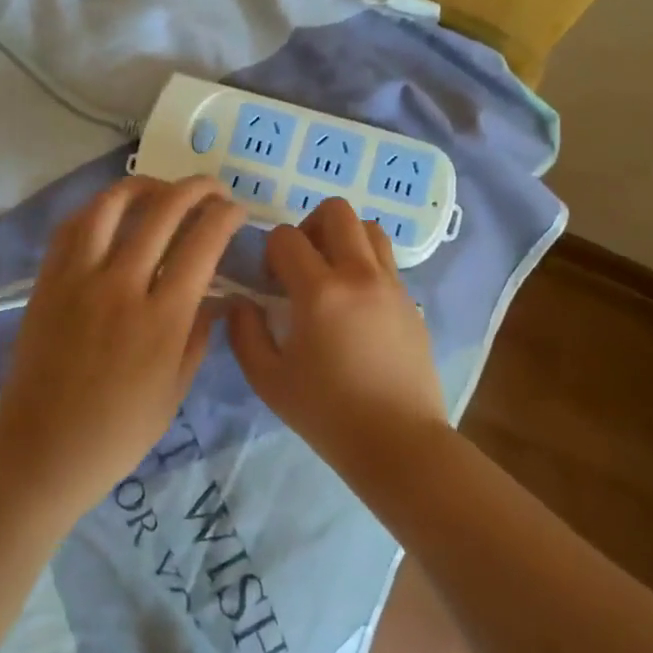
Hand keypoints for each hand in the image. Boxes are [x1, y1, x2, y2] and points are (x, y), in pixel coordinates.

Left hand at [0, 176, 245, 510]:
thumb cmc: (118, 432)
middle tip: (212, 188)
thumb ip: (198, 336)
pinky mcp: (47, 281)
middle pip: (163, 211)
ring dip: (144, 185)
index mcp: (162, 319)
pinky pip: (72, 227)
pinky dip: (98, 208)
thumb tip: (217, 298)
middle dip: (196, 189)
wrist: (42, 450)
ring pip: (111, 206)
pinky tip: (114, 211)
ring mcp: (79, 279)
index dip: (225, 216)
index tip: (236, 210)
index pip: (202, 244)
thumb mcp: (174, 390)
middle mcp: (121, 286)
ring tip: (162, 188)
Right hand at [226, 198, 448, 464]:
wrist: (397, 441)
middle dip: (309, 225)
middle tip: (300, 263)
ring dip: (343, 238)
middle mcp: (359, 275)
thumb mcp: (268, 379)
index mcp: (320, 291)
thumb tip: (241, 302)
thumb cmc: (326, 413)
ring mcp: (391, 285)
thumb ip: (245, 333)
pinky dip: (365, 263)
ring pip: (369, 228)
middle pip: (336, 211)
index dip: (270, 251)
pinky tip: (355, 304)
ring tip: (330, 274)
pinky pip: (386, 260)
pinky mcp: (411, 301)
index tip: (270, 281)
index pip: (287, 237)